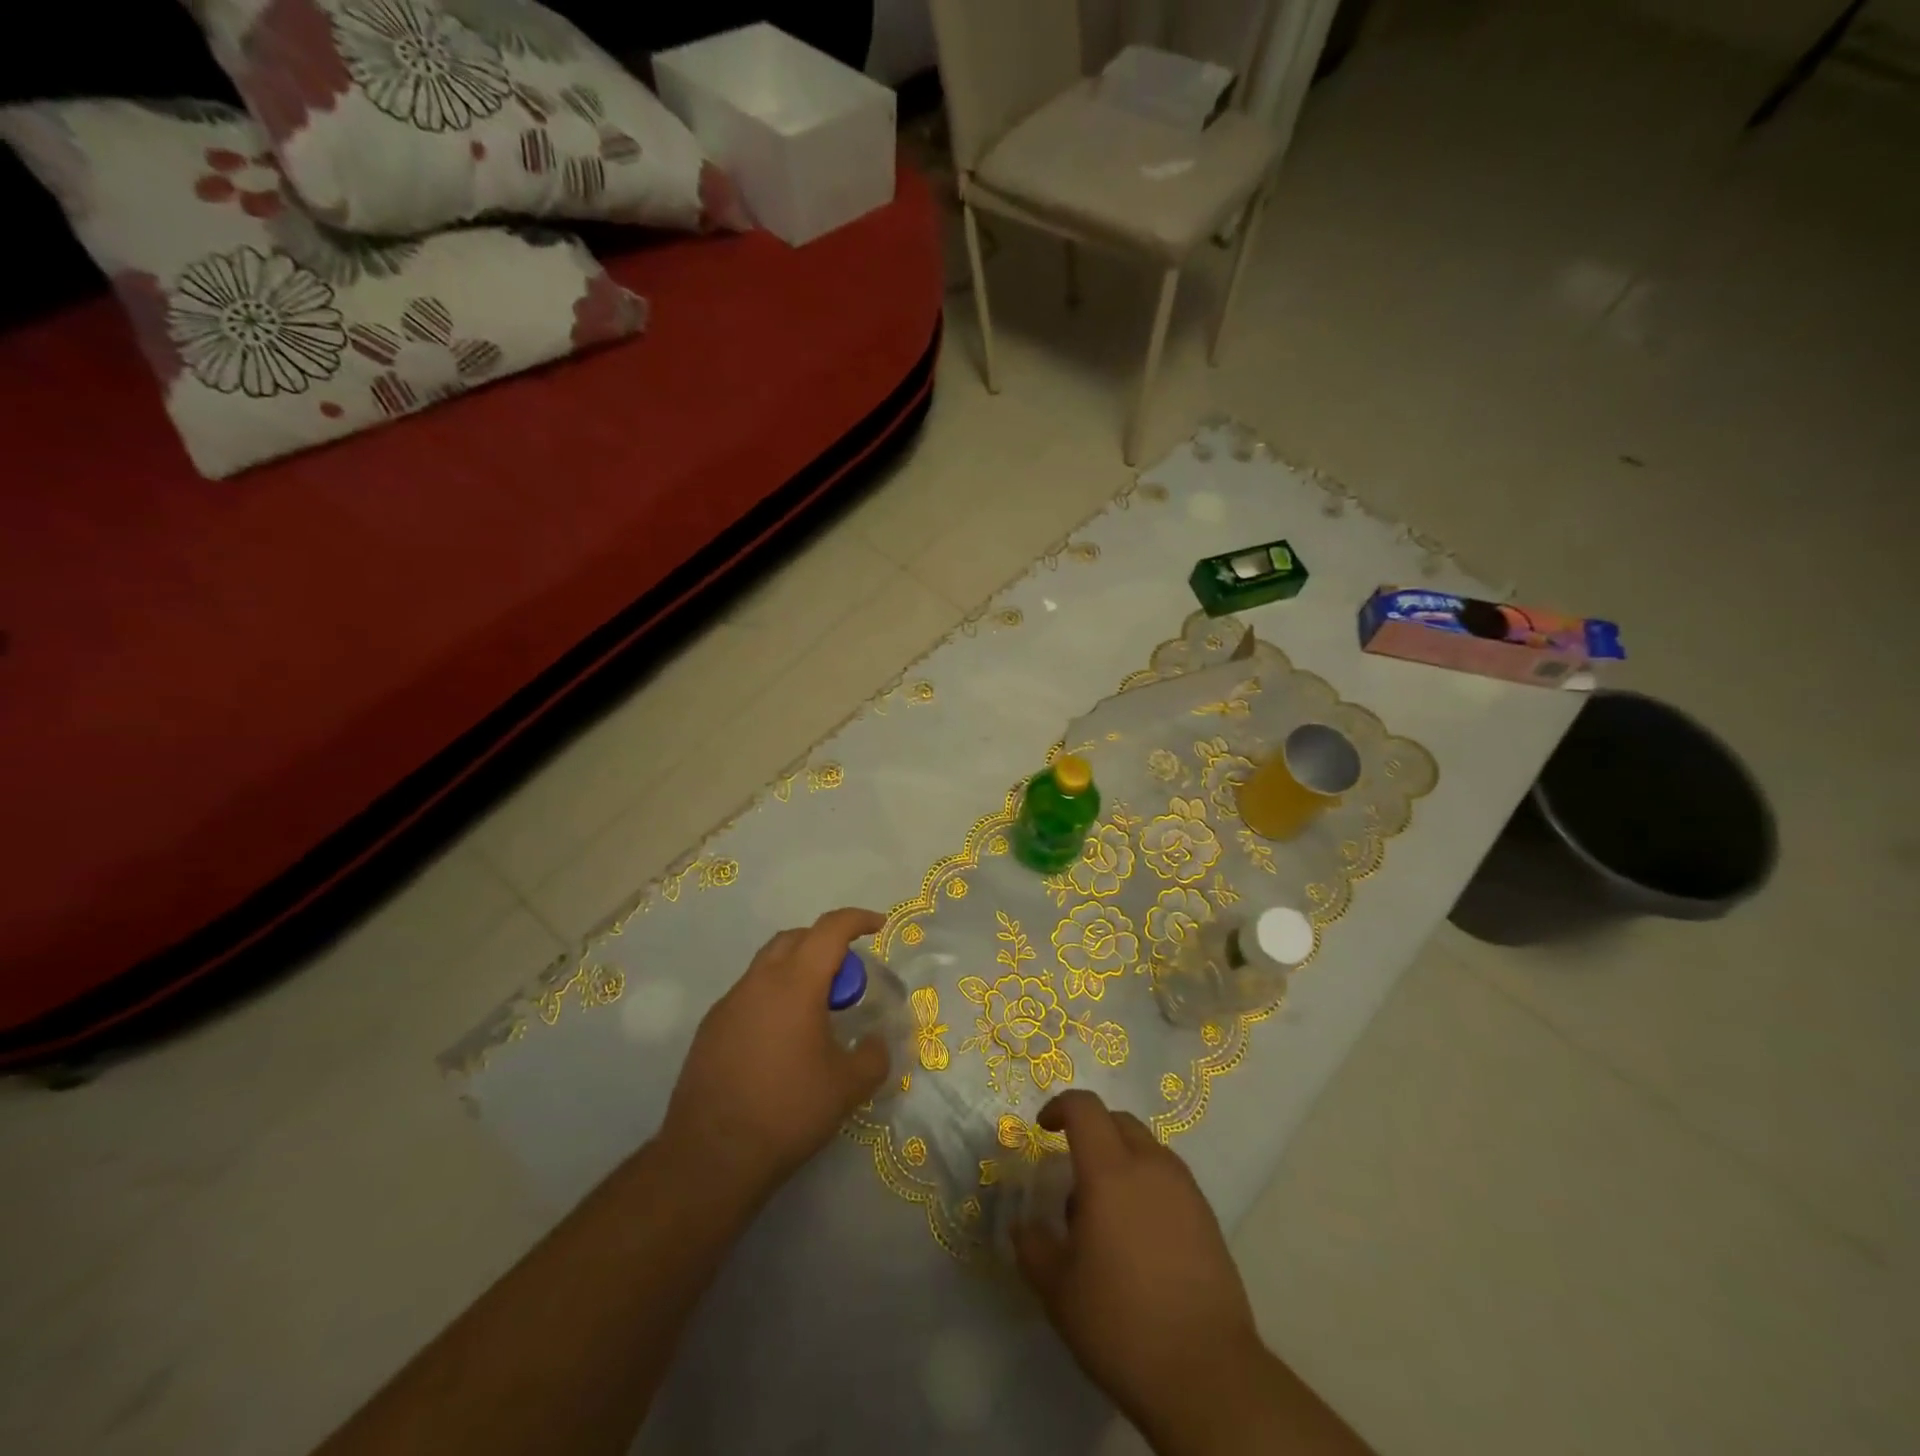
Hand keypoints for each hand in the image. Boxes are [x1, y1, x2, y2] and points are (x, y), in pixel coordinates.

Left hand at [659, 908, 890, 1208]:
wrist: (710, 1157)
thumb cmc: (787, 1111)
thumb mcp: (847, 1087)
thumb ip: (873, 1056)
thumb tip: (876, 1042)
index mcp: (796, 983)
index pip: (830, 929)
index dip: (858, 920)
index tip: (879, 927)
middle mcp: (759, 981)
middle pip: (796, 938)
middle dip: (826, 942)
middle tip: (847, 976)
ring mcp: (729, 1003)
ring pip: (768, 964)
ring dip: (797, 970)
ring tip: (816, 1009)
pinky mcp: (711, 1028)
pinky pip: (749, 994)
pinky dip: (773, 997)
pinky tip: (782, 1039)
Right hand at [1013, 1091, 1265, 1445]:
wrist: (1207, 1374)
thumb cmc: (1121, 1323)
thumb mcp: (1058, 1290)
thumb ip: (1033, 1247)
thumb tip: (1022, 1227)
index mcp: (1110, 1171)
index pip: (1084, 1108)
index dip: (1059, 1107)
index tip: (1042, 1129)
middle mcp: (1150, 1166)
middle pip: (1118, 1121)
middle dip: (1091, 1131)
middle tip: (1072, 1175)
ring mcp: (1185, 1190)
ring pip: (1147, 1148)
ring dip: (1121, 1159)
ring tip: (1106, 1211)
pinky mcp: (1207, 1217)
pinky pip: (1169, 1178)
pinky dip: (1147, 1185)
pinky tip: (1139, 1236)